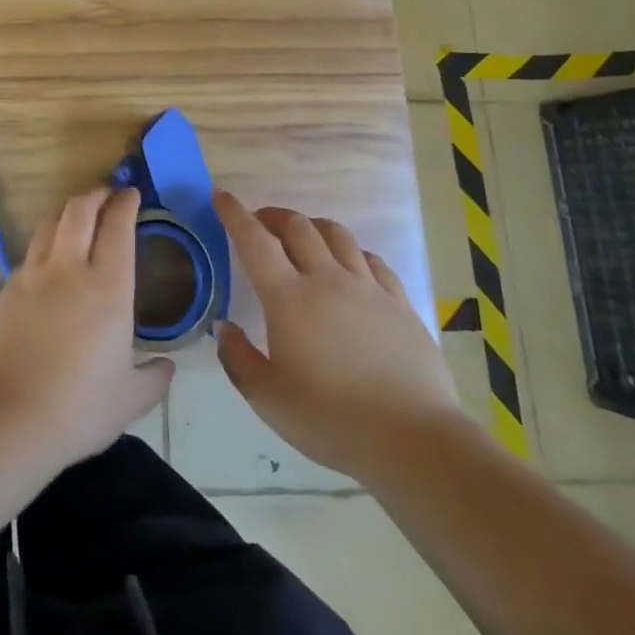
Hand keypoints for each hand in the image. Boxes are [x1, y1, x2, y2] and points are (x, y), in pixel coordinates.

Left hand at [0, 187, 173, 469]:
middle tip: (106, 196)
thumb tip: (166, 366)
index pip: (118, 226)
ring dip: (67, 213)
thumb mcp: (130, 399)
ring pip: (49, 224)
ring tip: (77, 220)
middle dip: (95, 195)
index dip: (125, 203)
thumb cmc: (79, 408)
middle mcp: (69, 269)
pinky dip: (45, 245)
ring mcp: (32, 275)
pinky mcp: (6, 290)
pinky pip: (30, 253)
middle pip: (79, 209)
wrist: (7, 418)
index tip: (132, 194)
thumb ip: (154, 377)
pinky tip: (49, 264)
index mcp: (108, 287)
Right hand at [213, 191, 467, 484]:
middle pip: (297, 226)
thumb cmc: (331, 420)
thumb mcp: (268, 399)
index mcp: (288, 297)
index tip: (221, 195)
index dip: (234, 213)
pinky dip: (351, 251)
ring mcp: (367, 287)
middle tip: (260, 223)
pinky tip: (350, 265)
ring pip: (336, 234)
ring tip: (303, 237)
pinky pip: (371, 259)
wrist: (413, 439)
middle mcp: (326, 279)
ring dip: (312, 226)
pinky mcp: (399, 302)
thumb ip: (238, 358)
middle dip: (273, 216)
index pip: (254, 240)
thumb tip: (225, 327)